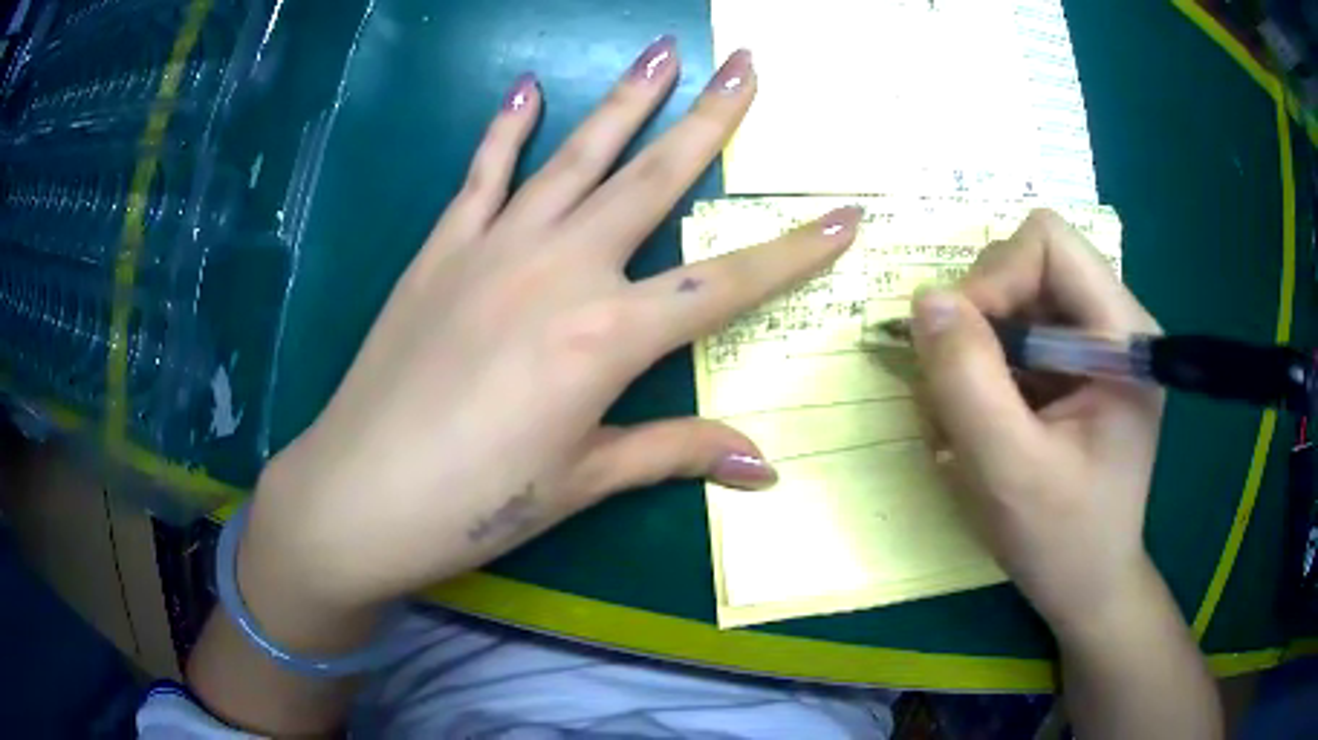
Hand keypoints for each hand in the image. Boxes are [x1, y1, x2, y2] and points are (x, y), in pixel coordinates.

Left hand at [244, 41, 861, 610]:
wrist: (360, 493)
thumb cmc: (475, 502)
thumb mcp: (583, 482)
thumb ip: (675, 454)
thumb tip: (764, 465)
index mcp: (607, 336)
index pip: (728, 282)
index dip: (796, 252)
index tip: (846, 215)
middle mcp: (560, 268)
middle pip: (655, 178)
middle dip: (711, 118)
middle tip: (746, 64)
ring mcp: (495, 247)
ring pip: (576, 154)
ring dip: (624, 98)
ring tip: (660, 50)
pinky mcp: (441, 249)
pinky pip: (481, 173)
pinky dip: (504, 129)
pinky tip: (525, 88)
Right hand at [909, 209, 1163, 633]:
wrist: (1088, 586)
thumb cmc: (1065, 540)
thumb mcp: (1011, 470)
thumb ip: (968, 381)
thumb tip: (924, 300)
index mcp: (1124, 335)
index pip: (1050, 244)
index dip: (994, 278)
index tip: (959, 344)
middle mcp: (1112, 323)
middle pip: (1026, 265)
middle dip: (978, 320)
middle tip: (957, 391)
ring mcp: (1090, 344)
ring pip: (1011, 299)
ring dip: (973, 351)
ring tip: (965, 421)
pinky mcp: (1070, 367)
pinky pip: (1010, 335)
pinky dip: (980, 371)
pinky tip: (980, 423)